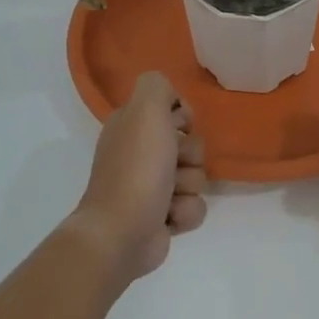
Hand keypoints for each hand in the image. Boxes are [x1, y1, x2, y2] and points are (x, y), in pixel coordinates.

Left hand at [71, 72, 207, 281]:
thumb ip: (158, 86)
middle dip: (190, 156)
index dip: (183, 118)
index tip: (179, 127)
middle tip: (173, 164)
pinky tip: (168, 217)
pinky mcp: (162, 216)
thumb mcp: (146, 110)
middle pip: (191, 144)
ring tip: (169, 197)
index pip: (174, 110)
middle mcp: (140, 153)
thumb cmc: (136, 168)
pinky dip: (185, 212)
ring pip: (197, 177)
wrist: (122, 232)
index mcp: (131, 126)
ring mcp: (151, 187)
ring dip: (189, 187)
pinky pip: (194, 206)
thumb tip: (173, 100)